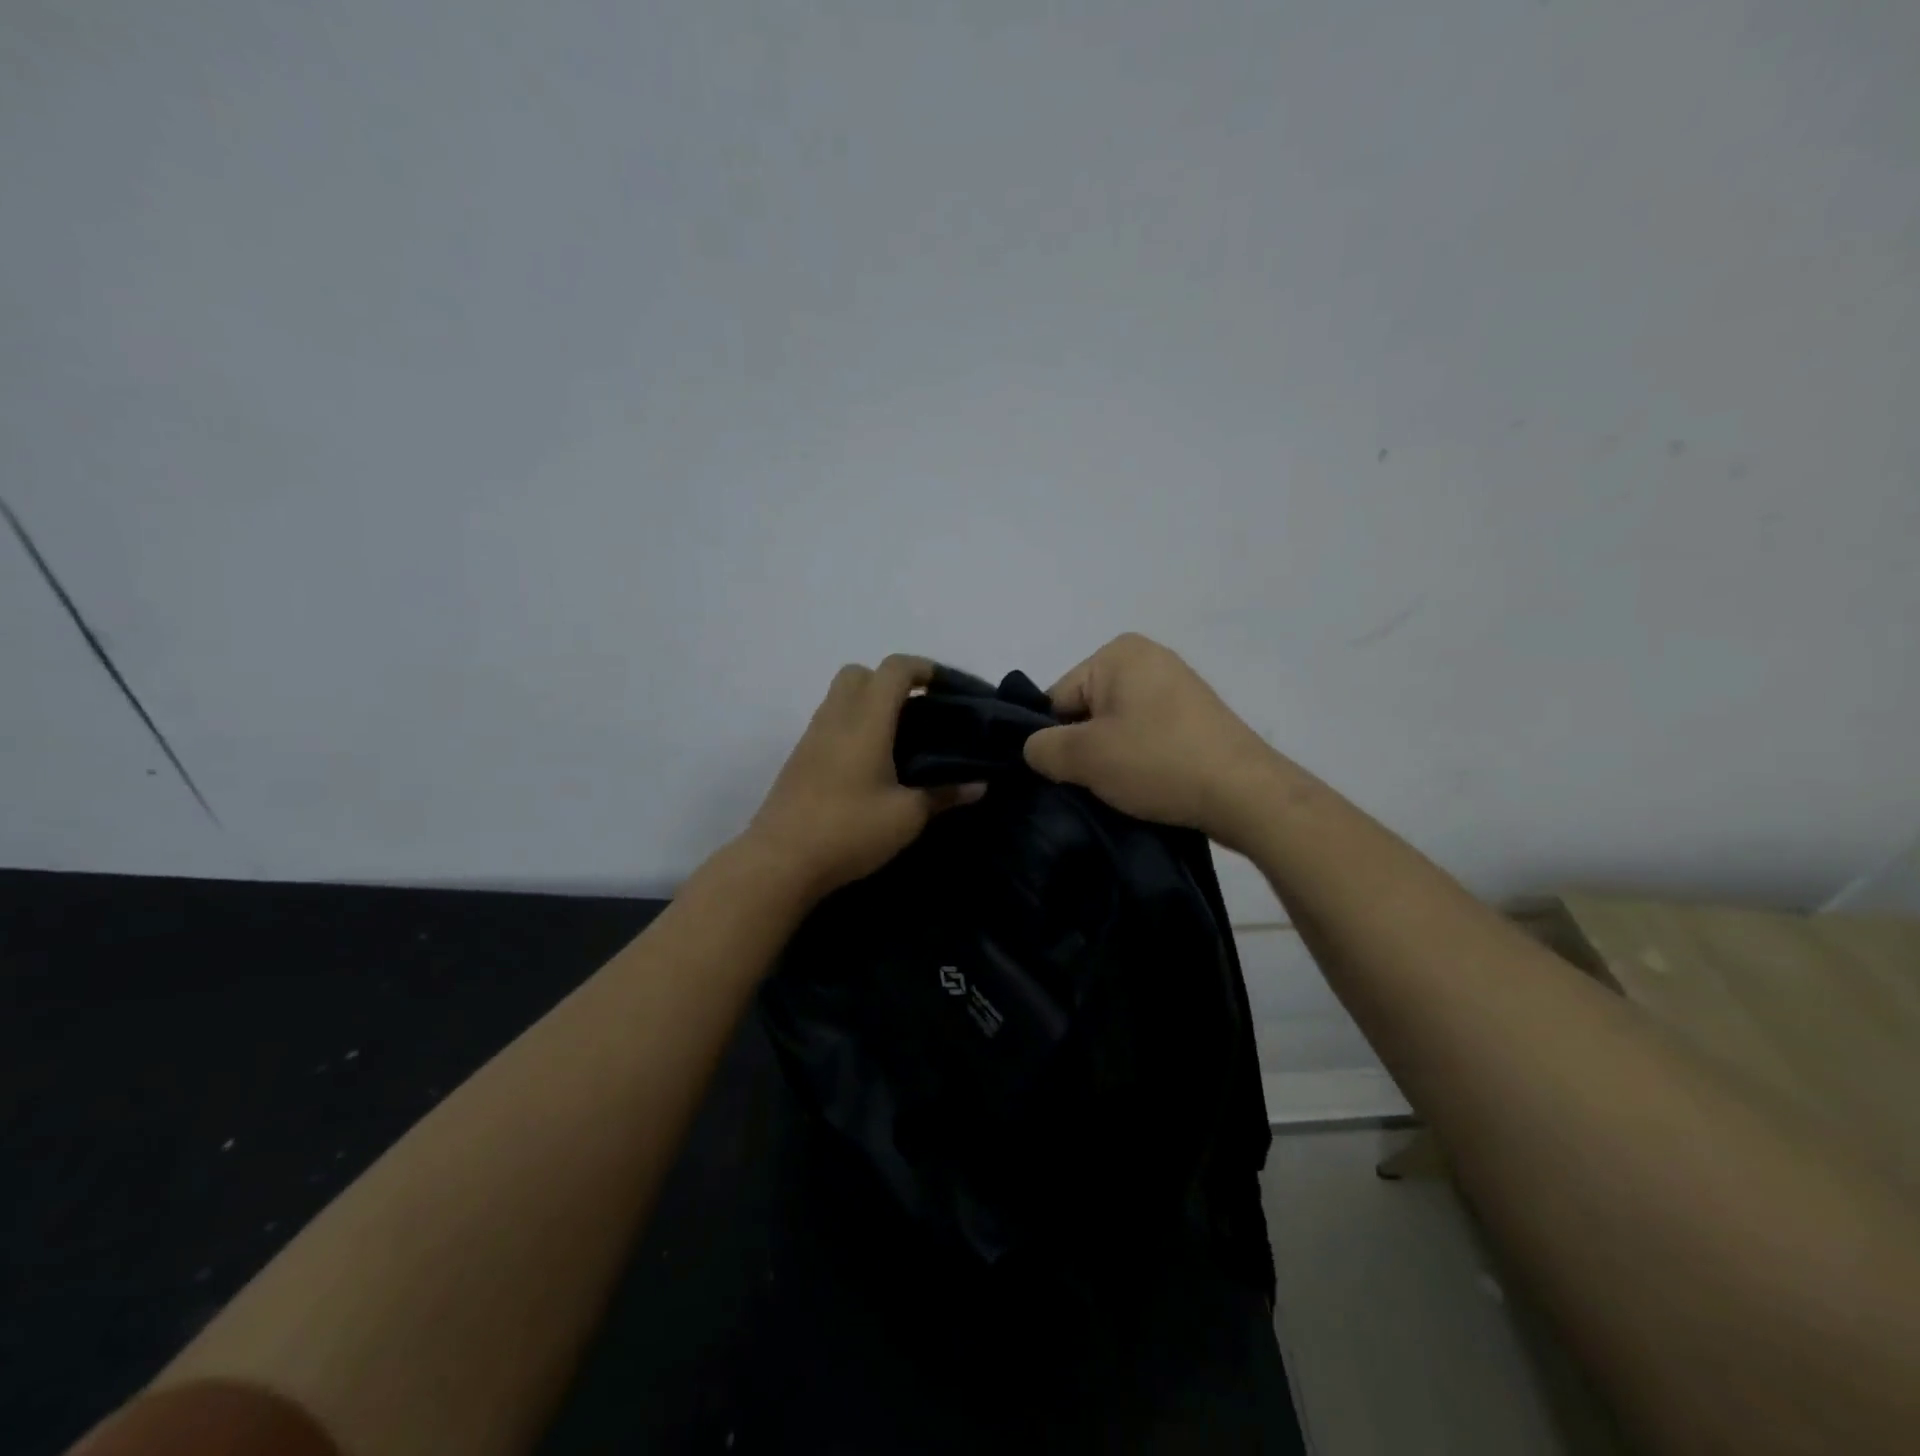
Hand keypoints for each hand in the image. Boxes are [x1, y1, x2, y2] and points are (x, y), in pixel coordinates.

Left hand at [745, 655, 982, 900]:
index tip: (948, 688)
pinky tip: (871, 764)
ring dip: (871, 704)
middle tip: (920, 713)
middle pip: (861, 673)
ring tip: (900, 740)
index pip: (895, 669)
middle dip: (892, 682)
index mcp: (866, 720)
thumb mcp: (906, 817)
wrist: (780, 861)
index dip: (925, 668)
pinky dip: (853, 726)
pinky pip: (831, 723)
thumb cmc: (849, 830)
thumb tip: (978, 785)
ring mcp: (812, 736)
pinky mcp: (799, 758)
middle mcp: (836, 717)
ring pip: (841, 697)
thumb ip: (943, 795)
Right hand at [1023, 633, 1285, 850]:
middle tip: (1095, 783)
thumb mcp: (1084, 757)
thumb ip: (1041, 748)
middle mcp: (1147, 657)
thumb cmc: (1158, 762)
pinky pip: (1145, 735)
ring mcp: (1175, 686)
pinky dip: (1139, 759)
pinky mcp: (1194, 717)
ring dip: (1110, 758)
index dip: (1054, 740)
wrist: (1245, 794)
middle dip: (1083, 748)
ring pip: (1115, 727)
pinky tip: (1147, 784)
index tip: (1068, 773)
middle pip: (1086, 711)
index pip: (1057, 699)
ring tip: (1124, 788)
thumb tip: (1035, 749)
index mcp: (1118, 653)